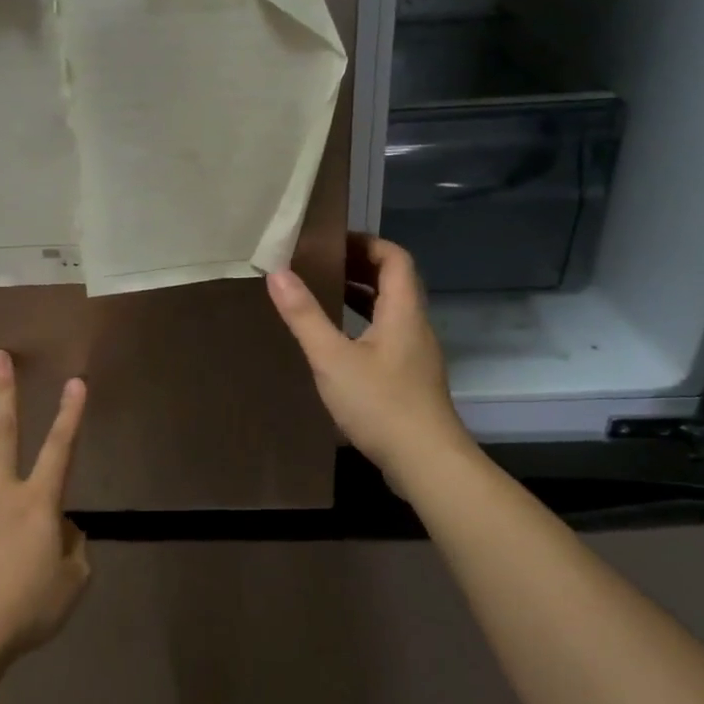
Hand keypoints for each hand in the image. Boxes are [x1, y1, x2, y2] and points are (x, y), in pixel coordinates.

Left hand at [0, 351, 89, 660]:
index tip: (75, 382)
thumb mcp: (72, 582)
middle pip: (2, 433)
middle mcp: (0, 492)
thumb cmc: (26, 608)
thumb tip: (62, 530)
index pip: (60, 448)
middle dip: (3, 392)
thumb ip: (74, 548)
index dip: (70, 414)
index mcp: (38, 502)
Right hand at [268, 235, 470, 488]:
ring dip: (362, 298)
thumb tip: (278, 273)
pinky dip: (364, 327)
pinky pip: (388, 337)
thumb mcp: (333, 359)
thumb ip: (305, 316)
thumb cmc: (380, 404)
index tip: (334, 242)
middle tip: (321, 266)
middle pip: (395, 283)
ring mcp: (417, 355)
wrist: (426, 461)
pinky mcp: (411, 380)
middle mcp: (416, 327)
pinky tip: (340, 346)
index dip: (368, 243)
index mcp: (403, 312)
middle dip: (360, 268)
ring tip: (325, 296)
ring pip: (391, 312)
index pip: (395, 259)